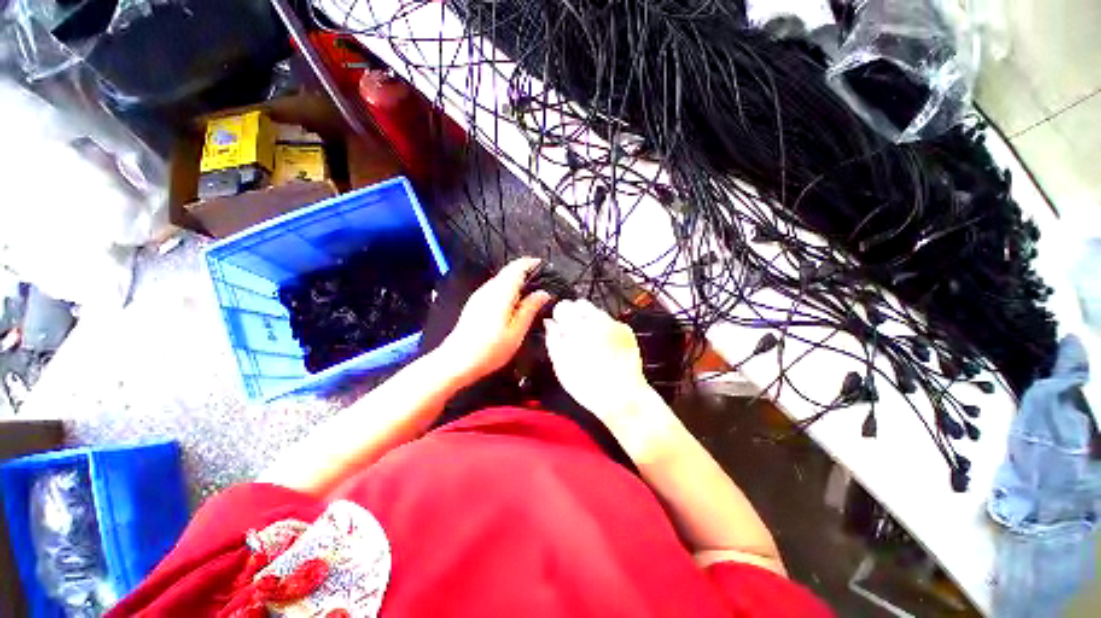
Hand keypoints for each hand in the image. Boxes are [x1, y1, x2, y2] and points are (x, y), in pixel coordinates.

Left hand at [437, 257, 550, 385]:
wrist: (457, 361)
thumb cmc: (490, 349)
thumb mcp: (517, 331)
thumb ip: (530, 308)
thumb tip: (543, 293)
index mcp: (501, 292)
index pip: (517, 267)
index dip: (531, 263)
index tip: (544, 266)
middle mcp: (489, 289)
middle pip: (509, 271)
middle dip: (526, 272)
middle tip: (542, 283)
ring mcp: (479, 295)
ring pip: (501, 280)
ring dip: (516, 281)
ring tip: (531, 294)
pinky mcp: (475, 304)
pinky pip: (495, 289)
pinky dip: (508, 289)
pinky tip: (514, 304)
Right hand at [544, 300, 674, 454]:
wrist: (623, 397)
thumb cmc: (590, 386)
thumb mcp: (561, 365)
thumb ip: (553, 339)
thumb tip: (550, 324)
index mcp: (578, 327)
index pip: (563, 306)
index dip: (559, 316)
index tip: (558, 326)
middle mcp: (597, 321)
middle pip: (581, 304)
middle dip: (574, 315)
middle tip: (572, 333)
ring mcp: (614, 325)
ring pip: (596, 312)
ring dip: (589, 322)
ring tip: (588, 344)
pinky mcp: (626, 332)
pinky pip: (610, 322)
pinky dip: (604, 330)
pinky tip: (603, 347)